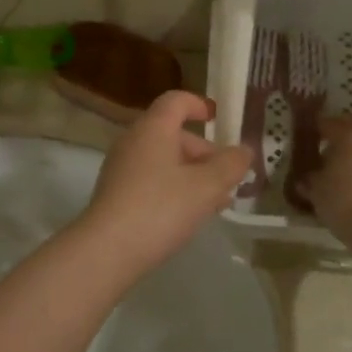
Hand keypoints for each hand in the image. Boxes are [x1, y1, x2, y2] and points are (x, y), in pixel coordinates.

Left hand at [79, 90, 251, 274]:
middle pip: (173, 134)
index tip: (219, 119)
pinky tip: (189, 216)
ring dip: (192, 175)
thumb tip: (243, 150)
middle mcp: (133, 141)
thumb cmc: (161, 208)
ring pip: (164, 161)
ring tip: (216, 203)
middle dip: (204, 153)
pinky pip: (151, 180)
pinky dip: (173, 189)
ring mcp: (120, 168)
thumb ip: (230, 165)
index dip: (199, 105)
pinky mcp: (115, 194)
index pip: (176, 101)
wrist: (107, 250)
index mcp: (153, 129)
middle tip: (228, 179)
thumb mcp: (206, 186)